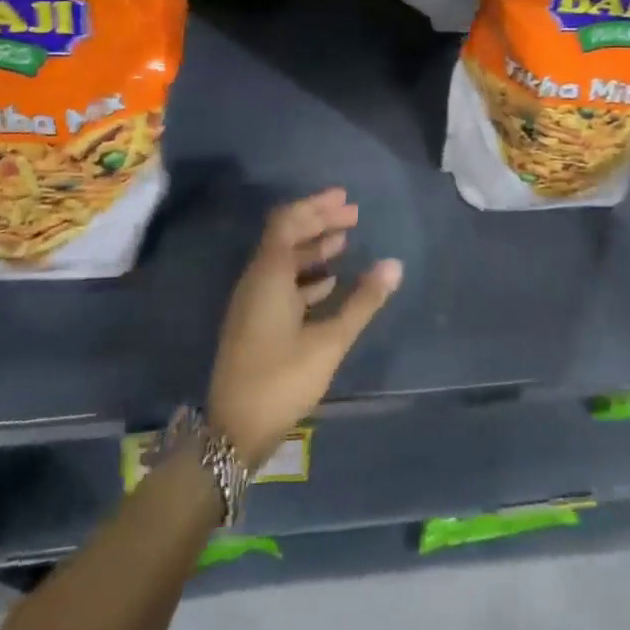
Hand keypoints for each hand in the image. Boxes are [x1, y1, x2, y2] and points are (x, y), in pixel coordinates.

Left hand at [207, 189, 401, 468]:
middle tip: (353, 215)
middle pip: (285, 236)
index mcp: (268, 275)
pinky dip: (305, 274)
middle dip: (318, 221)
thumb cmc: (282, 379)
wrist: (234, 430)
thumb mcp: (330, 340)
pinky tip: (329, 282)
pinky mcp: (255, 322)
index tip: (346, 199)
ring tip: (346, 242)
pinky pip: (280, 282)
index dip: (316, 206)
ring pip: (283, 260)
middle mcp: (256, 281)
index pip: (288, 222)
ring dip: (313, 247)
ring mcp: (252, 302)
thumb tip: (394, 264)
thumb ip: (363, 301)